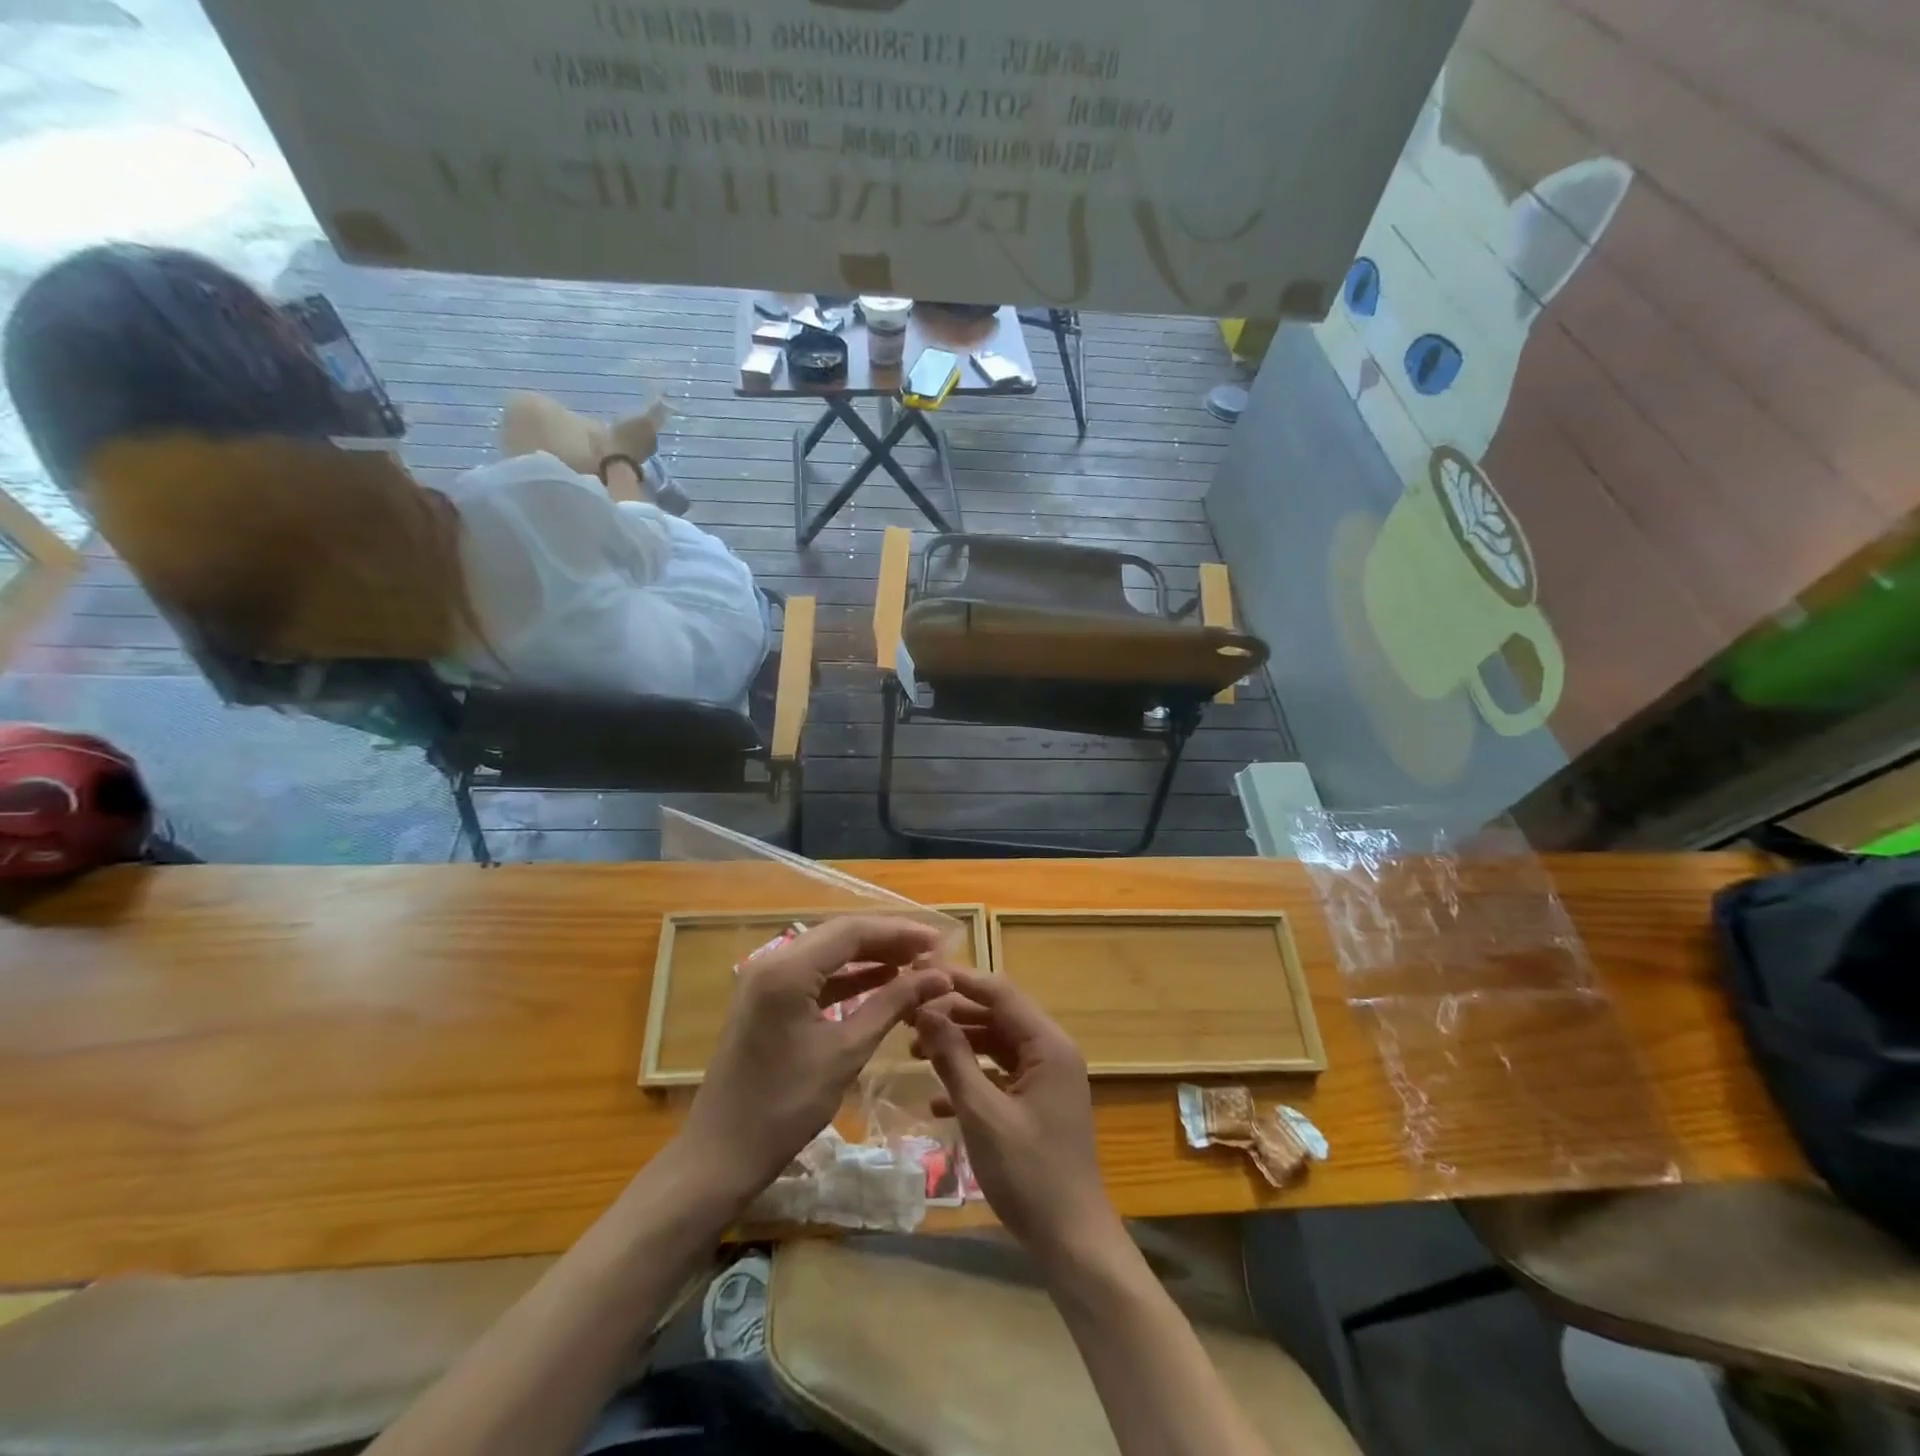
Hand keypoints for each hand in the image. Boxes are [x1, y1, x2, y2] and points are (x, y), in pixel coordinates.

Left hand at [678, 916, 952, 1206]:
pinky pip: (815, 976)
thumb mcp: (847, 1052)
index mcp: (788, 969)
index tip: (939, 941)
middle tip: (931, 952)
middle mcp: (772, 961)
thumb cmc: (785, 1106)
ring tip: (914, 965)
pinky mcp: (766, 1000)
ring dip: (869, 957)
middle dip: (887, 941)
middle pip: (839, 935)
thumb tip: (939, 976)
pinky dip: (848, 977)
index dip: (899, 932)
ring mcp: (766, 980)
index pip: (852, 931)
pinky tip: (881, 983)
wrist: (720, 1155)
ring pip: (828, 953)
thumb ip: (892, 1004)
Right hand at [910, 969, 1118, 1261]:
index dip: (960, 982)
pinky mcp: (1039, 1105)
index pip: (1000, 993)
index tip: (919, 977)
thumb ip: (953, 1057)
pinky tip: (936, 1102)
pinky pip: (1002, 1076)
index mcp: (1048, 1045)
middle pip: (998, 1016)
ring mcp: (1048, 1079)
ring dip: (960, 1047)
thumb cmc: (1028, 1173)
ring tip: (914, 1052)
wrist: (1072, 1241)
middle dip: (954, 1015)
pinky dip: (972, 1080)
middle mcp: (1052, 1052)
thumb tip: (925, 1010)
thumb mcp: (982, 1113)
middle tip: (909, 1018)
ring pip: (997, 1046)